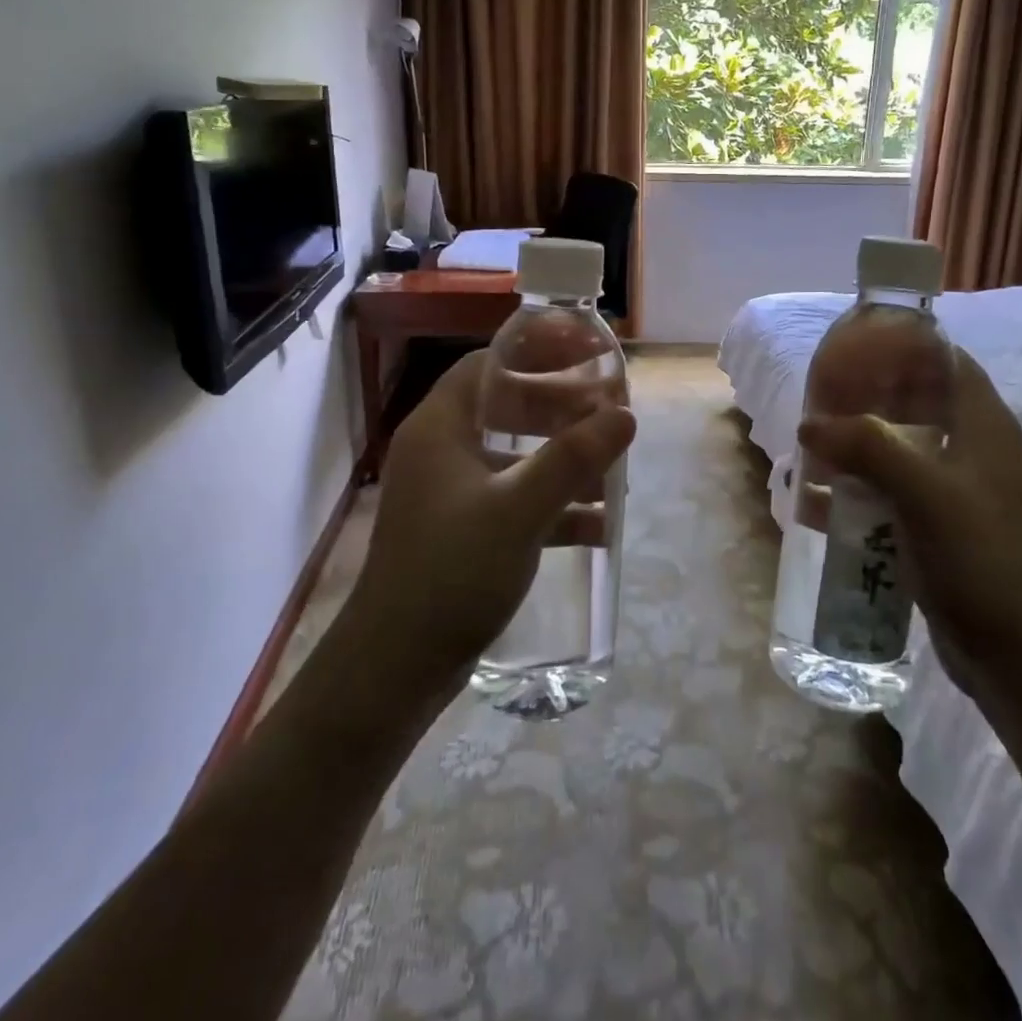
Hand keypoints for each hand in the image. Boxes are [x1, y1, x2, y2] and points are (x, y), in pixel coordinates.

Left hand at [336, 350, 636, 696]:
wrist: (396, 668)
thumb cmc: (452, 573)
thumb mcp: (519, 510)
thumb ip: (574, 459)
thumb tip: (625, 414)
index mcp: (440, 428)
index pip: (489, 364)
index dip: (538, 352)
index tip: (587, 353)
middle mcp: (442, 451)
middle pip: (507, 408)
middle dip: (562, 410)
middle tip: (609, 412)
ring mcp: (452, 494)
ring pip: (517, 457)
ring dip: (564, 461)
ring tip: (614, 471)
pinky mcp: (463, 531)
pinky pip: (516, 500)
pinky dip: (554, 506)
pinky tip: (599, 526)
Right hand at [797, 348, 1021, 698]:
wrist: (1020, 654)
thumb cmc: (981, 557)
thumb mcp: (924, 491)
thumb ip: (867, 446)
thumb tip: (809, 425)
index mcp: (983, 425)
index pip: (947, 361)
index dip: (905, 346)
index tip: (854, 345)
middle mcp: (971, 450)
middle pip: (916, 404)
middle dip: (867, 398)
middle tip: (818, 397)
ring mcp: (955, 493)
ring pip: (899, 450)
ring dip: (857, 447)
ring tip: (810, 447)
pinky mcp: (939, 529)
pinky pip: (892, 494)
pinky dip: (859, 491)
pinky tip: (820, 502)